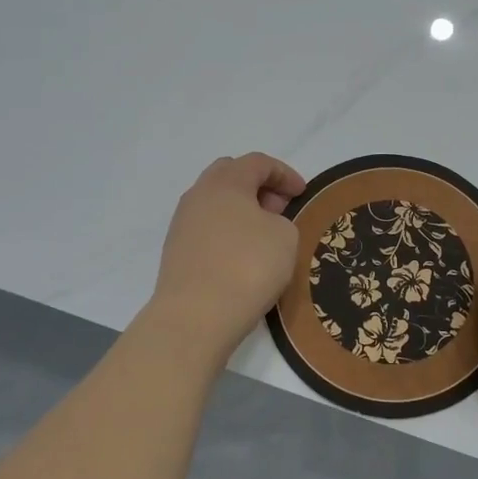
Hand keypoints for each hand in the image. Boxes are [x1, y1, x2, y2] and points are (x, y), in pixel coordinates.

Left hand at [149, 153, 305, 357]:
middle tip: (279, 208)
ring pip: (215, 204)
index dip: (284, 173)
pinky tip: (241, 256)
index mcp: (225, 182)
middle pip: (229, 175)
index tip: (302, 193)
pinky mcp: (175, 251)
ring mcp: (182, 224)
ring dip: (240, 211)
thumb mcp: (285, 237)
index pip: (257, 162)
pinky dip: (226, 233)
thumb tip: (263, 225)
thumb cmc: (247, 267)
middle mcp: (198, 195)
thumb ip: (280, 220)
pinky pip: (206, 229)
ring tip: (262, 235)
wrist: (195, 316)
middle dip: (258, 186)